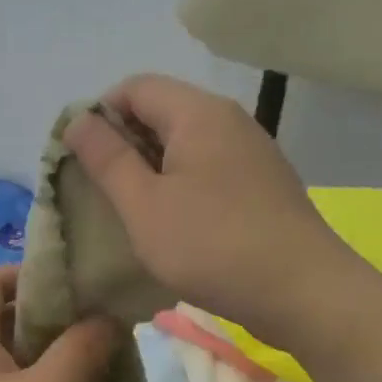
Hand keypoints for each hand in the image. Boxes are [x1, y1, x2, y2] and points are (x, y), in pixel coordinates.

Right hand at [64, 74, 351, 344]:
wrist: (304, 292)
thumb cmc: (213, 246)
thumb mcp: (145, 206)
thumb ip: (107, 159)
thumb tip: (78, 119)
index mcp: (198, 112)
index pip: (134, 88)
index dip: (98, 117)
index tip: (81, 163)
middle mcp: (229, 120)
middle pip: (162, 112)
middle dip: (123, 145)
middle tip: (100, 193)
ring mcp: (252, 153)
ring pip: (186, 145)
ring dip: (152, 170)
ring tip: (133, 213)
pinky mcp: (263, 185)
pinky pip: (210, 170)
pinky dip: (182, 186)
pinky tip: (175, 226)